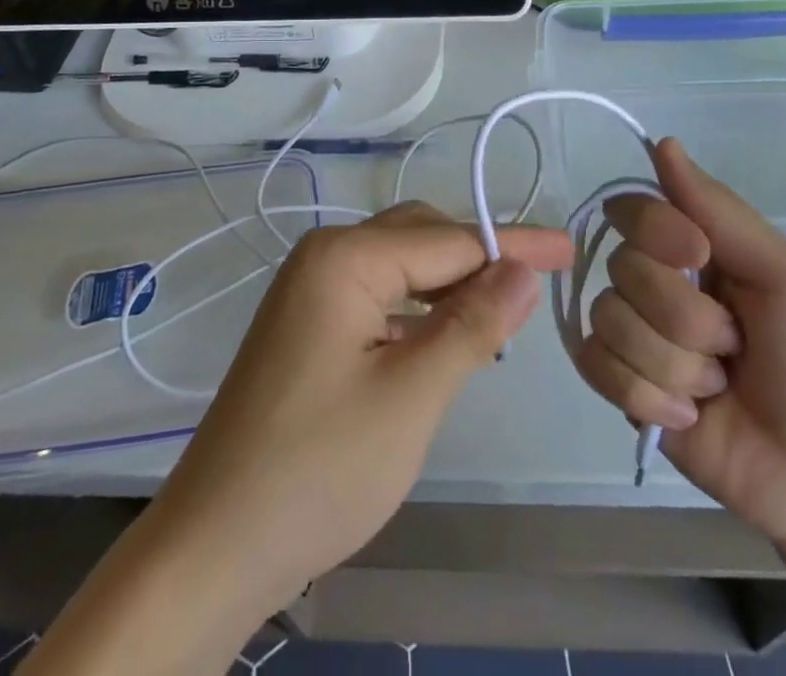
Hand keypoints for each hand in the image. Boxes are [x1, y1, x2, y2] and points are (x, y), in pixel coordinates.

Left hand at [143, 202, 573, 615]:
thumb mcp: (411, 396)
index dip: (513, 245)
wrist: (215, 547)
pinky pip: (379, 295)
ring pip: (401, 267)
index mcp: (344, 258)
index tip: (569, 248)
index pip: (448, 240)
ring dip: (451, 285)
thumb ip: (472, 324)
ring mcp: (311, 290)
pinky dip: (420, 309)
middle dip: (480, 259)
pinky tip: (446, 336)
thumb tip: (523, 269)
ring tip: (502, 316)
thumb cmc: (319, 469)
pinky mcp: (309, 324)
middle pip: (422, 239)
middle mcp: (324, 257)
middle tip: (537, 290)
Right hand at [576, 138, 785, 557]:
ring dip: (673, 365)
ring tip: (715, 389)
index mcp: (693, 247)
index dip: (655, 231)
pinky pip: (596, 366)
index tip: (698, 258)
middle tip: (734, 347)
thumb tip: (663, 142)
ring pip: (610, 320)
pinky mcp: (621, 386)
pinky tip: (688, 417)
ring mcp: (635, 335)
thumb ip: (721, 210)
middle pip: (622, 269)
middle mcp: (655, 282)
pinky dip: (646, 397)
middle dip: (684, 319)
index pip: (633, 208)